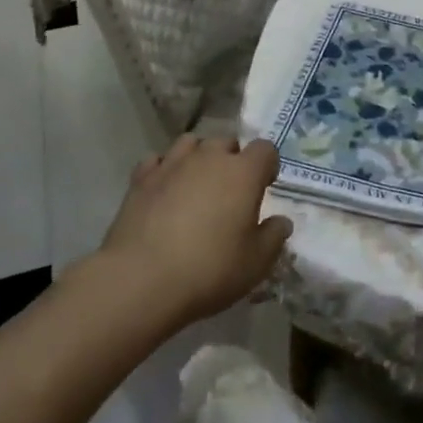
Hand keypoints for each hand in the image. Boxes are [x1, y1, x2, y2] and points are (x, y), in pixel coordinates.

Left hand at [96, 135, 292, 325]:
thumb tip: (281, 222)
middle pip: (227, 142)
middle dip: (232, 159)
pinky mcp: (141, 179)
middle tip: (230, 190)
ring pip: (191, 143)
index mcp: (244, 172)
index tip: (264, 186)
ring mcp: (172, 164)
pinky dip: (164, 170)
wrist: (141, 280)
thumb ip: (273, 237)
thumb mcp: (256, 263)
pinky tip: (164, 191)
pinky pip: (157, 161)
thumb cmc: (209, 270)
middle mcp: (209, 158)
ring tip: (196, 184)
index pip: (265, 149)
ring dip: (198, 157)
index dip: (267, 165)